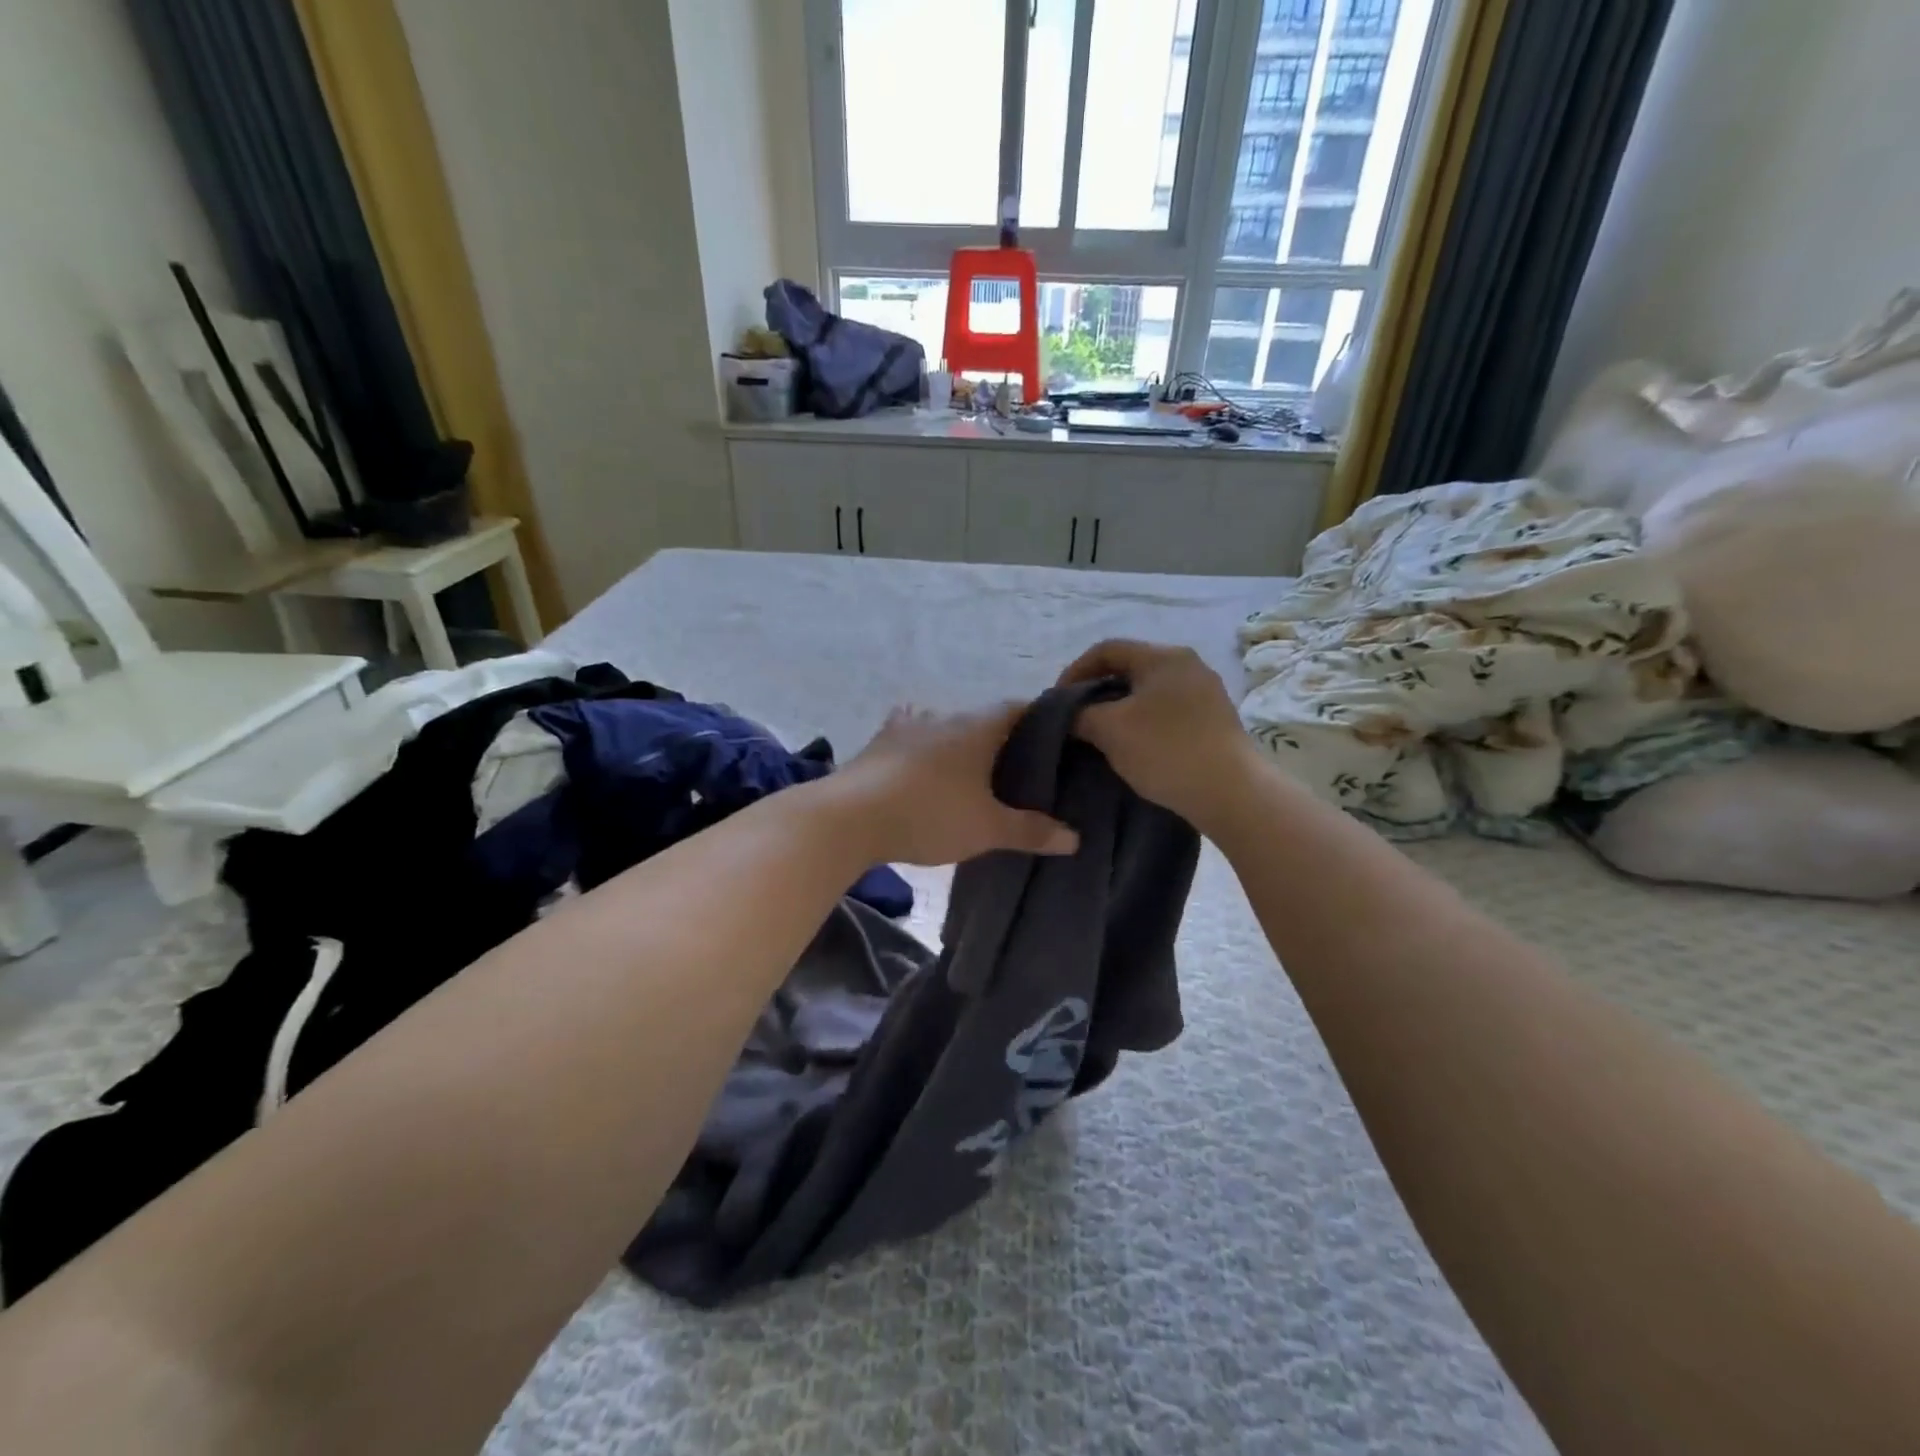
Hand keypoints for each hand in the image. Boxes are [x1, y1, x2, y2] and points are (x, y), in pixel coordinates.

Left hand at [834, 704, 1079, 866]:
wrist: (850, 817)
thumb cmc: (930, 815)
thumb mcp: (987, 829)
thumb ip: (1031, 831)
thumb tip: (1075, 838)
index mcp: (978, 728)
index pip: (1019, 708)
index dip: (1040, 720)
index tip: (1055, 740)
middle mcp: (944, 716)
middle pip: (981, 719)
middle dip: (998, 739)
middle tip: (1014, 769)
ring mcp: (906, 726)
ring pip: (943, 726)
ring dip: (956, 742)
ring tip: (966, 771)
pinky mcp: (878, 743)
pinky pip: (908, 738)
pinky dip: (919, 748)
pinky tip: (917, 764)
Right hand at [1058, 639, 1258, 832]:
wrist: (1231, 793)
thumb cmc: (1165, 750)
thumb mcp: (1110, 730)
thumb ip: (1080, 714)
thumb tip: (1069, 714)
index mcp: (1163, 657)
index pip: (1107, 649)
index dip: (1075, 671)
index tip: (1057, 701)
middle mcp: (1188, 665)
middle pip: (1129, 668)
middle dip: (1097, 691)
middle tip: (1076, 718)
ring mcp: (1206, 692)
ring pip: (1149, 692)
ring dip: (1120, 709)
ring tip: (1100, 735)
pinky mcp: (1215, 720)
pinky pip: (1168, 711)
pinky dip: (1143, 722)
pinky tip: (1133, 746)